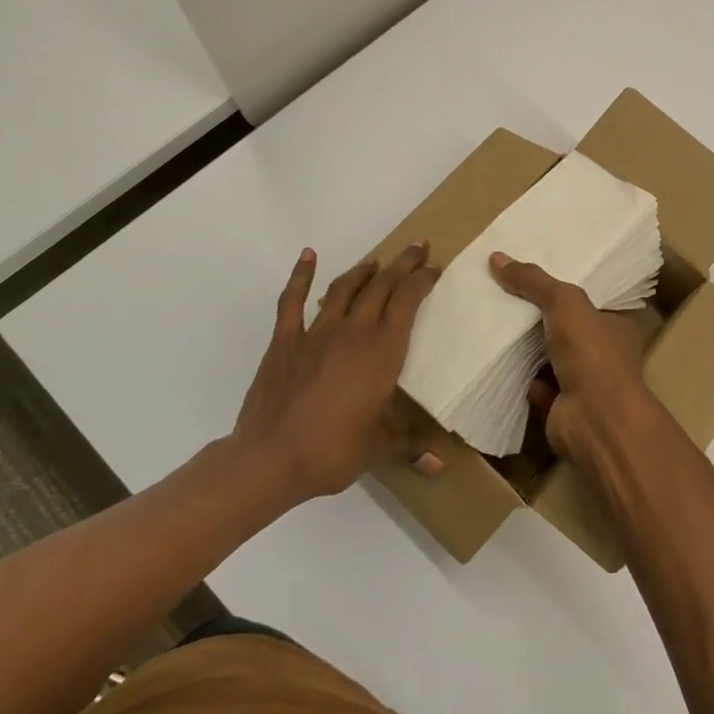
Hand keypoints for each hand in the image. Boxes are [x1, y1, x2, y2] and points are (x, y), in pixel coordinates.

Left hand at [230, 244, 443, 503]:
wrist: (271, 459)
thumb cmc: (333, 451)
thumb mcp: (379, 450)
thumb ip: (410, 447)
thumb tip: (442, 465)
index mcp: (382, 351)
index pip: (408, 301)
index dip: (422, 280)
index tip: (434, 269)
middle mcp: (354, 331)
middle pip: (382, 286)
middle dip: (402, 264)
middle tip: (417, 248)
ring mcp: (317, 332)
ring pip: (345, 288)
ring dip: (363, 270)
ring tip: (376, 261)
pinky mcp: (285, 340)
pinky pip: (293, 300)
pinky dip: (301, 275)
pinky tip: (308, 256)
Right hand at [489, 252, 652, 460]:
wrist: (594, 419)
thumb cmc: (591, 353)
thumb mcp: (564, 302)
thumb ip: (533, 281)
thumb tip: (496, 257)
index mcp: (615, 325)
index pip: (590, 300)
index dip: (564, 287)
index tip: (534, 275)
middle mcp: (604, 354)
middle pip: (566, 328)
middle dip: (539, 317)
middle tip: (504, 296)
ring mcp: (584, 383)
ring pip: (549, 358)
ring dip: (526, 348)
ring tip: (494, 323)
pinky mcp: (562, 408)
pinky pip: (536, 386)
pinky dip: (520, 378)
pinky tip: (496, 361)